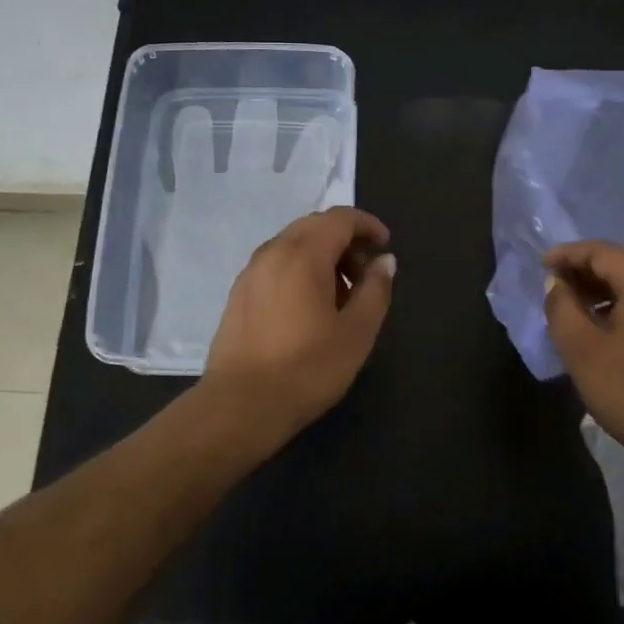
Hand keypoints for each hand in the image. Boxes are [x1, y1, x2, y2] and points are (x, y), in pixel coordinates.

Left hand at [201, 207, 395, 445]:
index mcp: (303, 254)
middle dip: (345, 239)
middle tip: (365, 273)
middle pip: (314, 226)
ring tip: (340, 295)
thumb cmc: (307, 368)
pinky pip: (275, 264)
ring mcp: (250, 272)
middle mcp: (272, 252)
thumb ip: (375, 290)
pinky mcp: (238, 294)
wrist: (241, 406)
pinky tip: (309, 307)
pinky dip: (299, 269)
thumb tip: (384, 261)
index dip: (367, 224)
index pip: (339, 218)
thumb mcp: (357, 332)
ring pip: (293, 244)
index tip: (385, 245)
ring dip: (322, 255)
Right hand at [542, 240, 623, 479]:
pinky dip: (623, 300)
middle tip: (555, 283)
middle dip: (584, 268)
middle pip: (622, 262)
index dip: (568, 253)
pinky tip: (605, 322)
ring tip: (574, 304)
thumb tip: (556, 282)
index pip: (601, 251)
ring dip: (603, 286)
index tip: (542, 265)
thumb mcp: (580, 350)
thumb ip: (561, 307)